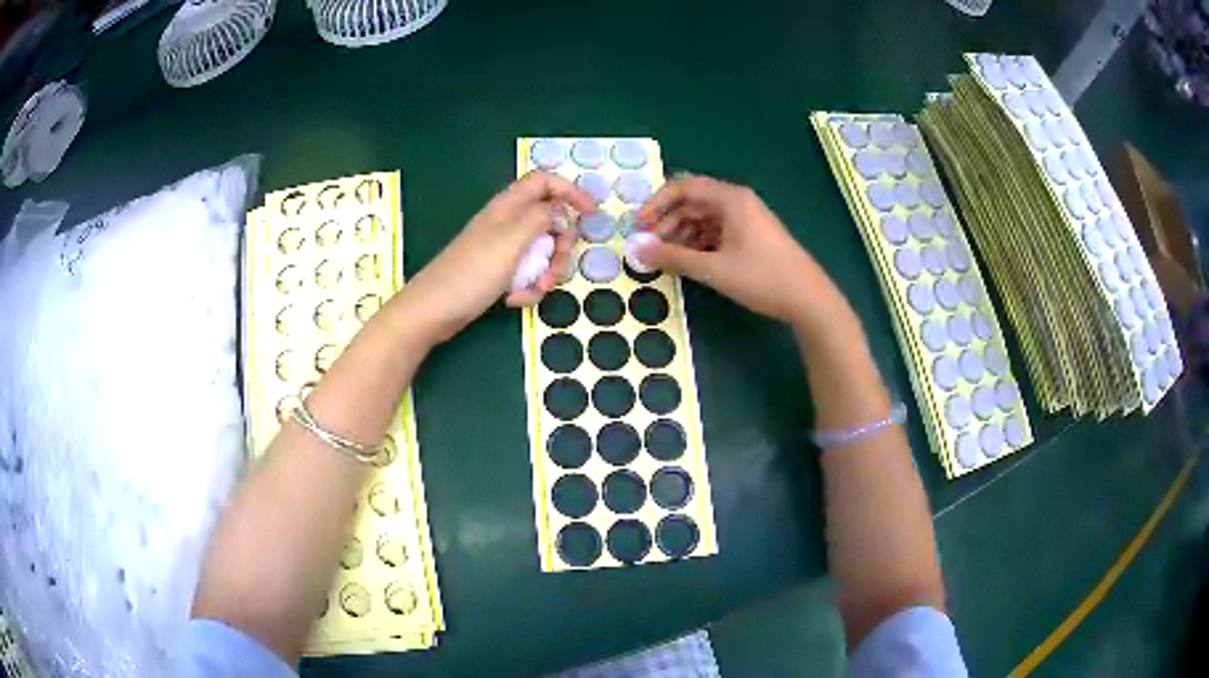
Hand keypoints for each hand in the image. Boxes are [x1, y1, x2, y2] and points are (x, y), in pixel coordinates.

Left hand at [405, 172, 594, 341]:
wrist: (433, 310)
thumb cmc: (472, 272)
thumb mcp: (513, 240)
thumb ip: (542, 217)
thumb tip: (561, 209)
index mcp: (509, 205)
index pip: (545, 182)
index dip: (571, 191)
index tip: (591, 214)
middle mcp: (507, 222)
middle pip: (550, 221)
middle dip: (560, 247)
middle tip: (555, 268)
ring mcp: (503, 248)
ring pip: (542, 251)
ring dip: (545, 273)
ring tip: (532, 291)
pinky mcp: (499, 271)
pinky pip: (527, 273)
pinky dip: (528, 287)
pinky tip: (514, 300)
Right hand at [636, 174, 851, 329]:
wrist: (808, 299)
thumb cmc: (762, 278)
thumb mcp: (713, 268)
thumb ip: (673, 257)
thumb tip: (635, 249)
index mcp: (731, 199)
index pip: (684, 187)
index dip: (657, 203)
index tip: (639, 225)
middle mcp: (738, 202)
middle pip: (693, 202)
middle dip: (668, 222)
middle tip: (649, 247)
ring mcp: (747, 219)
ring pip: (705, 219)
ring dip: (682, 234)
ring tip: (667, 258)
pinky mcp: (752, 237)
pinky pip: (718, 231)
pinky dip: (699, 243)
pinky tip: (690, 261)